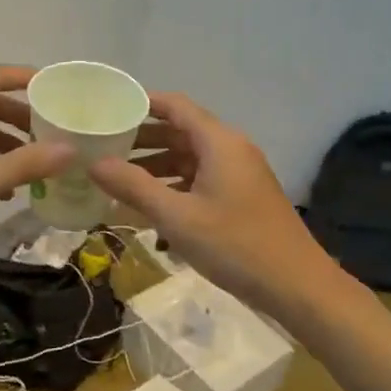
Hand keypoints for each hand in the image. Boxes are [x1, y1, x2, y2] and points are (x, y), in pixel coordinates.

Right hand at [89, 92, 344, 318]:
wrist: (297, 286)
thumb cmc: (235, 245)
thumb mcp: (176, 217)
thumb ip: (133, 187)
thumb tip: (93, 163)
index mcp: (219, 142)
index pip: (174, 106)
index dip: (141, 103)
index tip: (107, 110)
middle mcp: (230, 149)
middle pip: (180, 131)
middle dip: (141, 139)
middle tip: (103, 148)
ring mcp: (239, 174)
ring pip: (189, 158)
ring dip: (155, 166)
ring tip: (117, 179)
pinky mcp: (241, 197)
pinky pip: (200, 180)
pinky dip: (173, 186)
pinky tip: (148, 207)